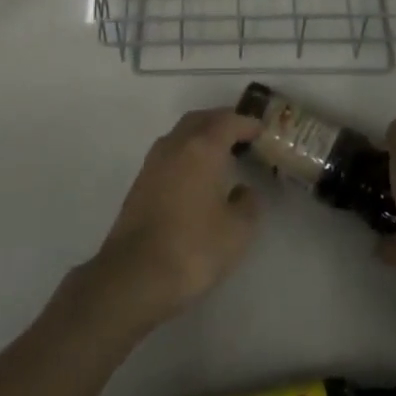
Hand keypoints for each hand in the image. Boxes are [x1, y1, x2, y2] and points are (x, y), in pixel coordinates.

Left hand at [86, 109, 264, 330]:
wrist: (134, 276)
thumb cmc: (192, 248)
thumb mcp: (237, 232)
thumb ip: (248, 204)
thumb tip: (243, 191)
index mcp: (202, 148)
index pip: (228, 121)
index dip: (247, 123)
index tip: (261, 131)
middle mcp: (175, 145)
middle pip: (200, 119)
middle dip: (221, 122)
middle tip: (240, 135)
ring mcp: (153, 162)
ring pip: (180, 134)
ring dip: (200, 135)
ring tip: (219, 153)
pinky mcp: (139, 183)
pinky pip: (169, 153)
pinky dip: (186, 152)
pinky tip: (194, 175)